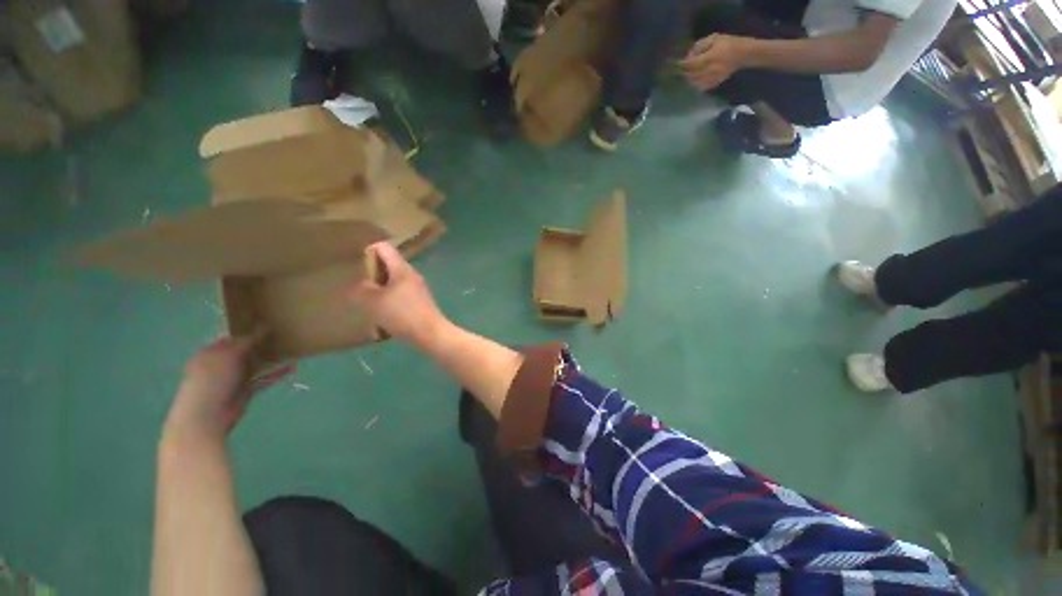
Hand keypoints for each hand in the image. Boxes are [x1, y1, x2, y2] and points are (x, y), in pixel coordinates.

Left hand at [165, 334, 293, 437]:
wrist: (206, 416)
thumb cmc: (212, 380)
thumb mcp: (229, 355)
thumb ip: (247, 340)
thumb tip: (264, 326)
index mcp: (210, 352)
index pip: (229, 337)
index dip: (246, 329)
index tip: (266, 322)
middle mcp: (220, 364)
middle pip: (243, 351)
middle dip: (261, 344)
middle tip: (282, 334)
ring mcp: (232, 379)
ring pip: (254, 365)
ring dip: (271, 359)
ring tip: (290, 349)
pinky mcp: (244, 391)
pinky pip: (263, 379)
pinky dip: (276, 374)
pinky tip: (292, 367)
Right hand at [348, 242, 448, 348]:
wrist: (431, 332)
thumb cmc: (402, 314)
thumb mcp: (374, 302)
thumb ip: (361, 289)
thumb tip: (359, 284)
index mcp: (402, 269)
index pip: (384, 247)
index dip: (367, 250)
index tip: (355, 263)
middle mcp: (412, 274)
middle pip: (389, 264)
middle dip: (372, 271)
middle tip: (357, 283)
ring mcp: (418, 287)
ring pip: (394, 280)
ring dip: (380, 286)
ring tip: (367, 298)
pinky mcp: (420, 300)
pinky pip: (401, 292)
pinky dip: (390, 297)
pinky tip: (382, 311)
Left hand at [679, 34, 750, 91]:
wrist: (744, 54)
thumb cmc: (728, 43)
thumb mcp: (714, 38)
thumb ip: (700, 45)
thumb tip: (689, 54)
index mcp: (710, 57)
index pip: (692, 64)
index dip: (683, 64)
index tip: (677, 63)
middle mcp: (710, 69)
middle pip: (691, 75)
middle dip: (684, 73)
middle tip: (680, 70)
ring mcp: (713, 78)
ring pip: (695, 83)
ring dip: (689, 80)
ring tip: (686, 75)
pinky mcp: (715, 83)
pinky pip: (701, 87)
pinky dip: (695, 85)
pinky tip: (694, 81)